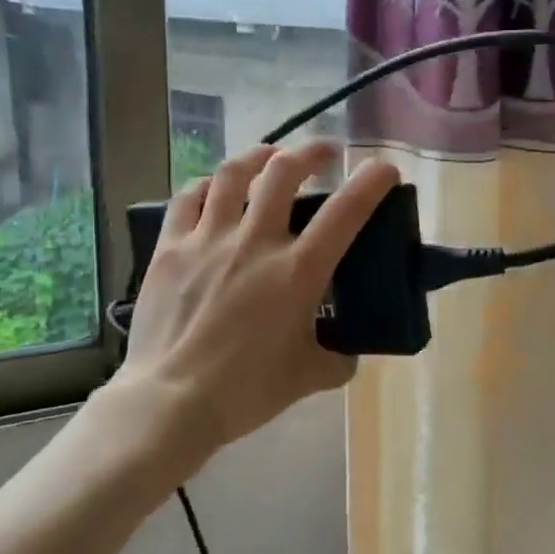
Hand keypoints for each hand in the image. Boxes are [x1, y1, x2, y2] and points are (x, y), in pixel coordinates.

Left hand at [114, 142, 400, 461]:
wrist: (170, 401)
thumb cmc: (245, 391)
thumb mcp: (307, 378)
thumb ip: (337, 359)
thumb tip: (346, 352)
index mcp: (297, 272)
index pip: (346, 211)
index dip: (371, 181)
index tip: (383, 167)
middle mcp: (255, 242)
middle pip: (283, 171)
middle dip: (310, 152)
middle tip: (323, 155)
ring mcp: (208, 239)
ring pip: (233, 173)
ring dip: (259, 155)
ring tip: (270, 156)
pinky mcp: (171, 247)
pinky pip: (188, 197)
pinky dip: (207, 185)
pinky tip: (214, 188)